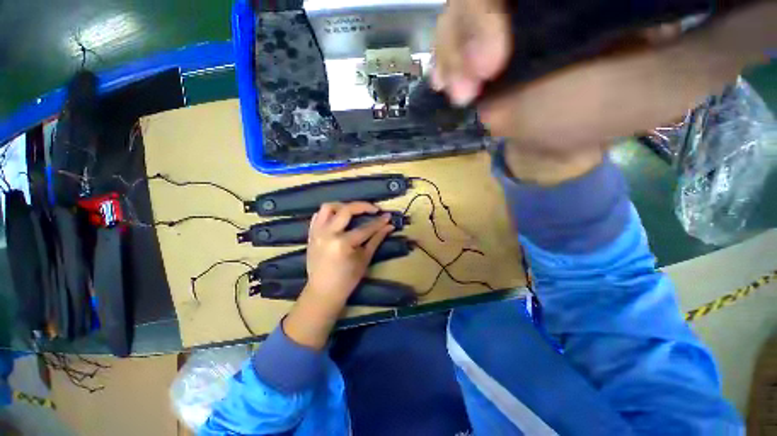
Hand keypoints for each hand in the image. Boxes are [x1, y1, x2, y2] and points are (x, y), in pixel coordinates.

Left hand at [306, 202, 394, 300]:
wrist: (323, 292)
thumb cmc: (347, 279)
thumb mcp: (365, 259)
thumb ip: (376, 239)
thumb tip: (389, 226)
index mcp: (343, 243)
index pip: (365, 228)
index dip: (379, 221)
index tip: (388, 216)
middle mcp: (328, 234)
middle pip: (346, 210)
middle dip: (363, 206)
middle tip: (374, 209)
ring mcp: (317, 233)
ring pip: (328, 208)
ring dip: (343, 206)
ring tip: (353, 211)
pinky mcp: (311, 235)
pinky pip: (318, 216)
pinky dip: (329, 213)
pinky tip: (338, 218)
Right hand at [432, 0, 770, 153]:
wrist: (554, 140)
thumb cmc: (610, 114)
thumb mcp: (680, 72)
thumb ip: (727, 29)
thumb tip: (760, 3)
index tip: (508, 34)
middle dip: (476, 19)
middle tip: (484, 72)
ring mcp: (505, 12)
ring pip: (462, 4)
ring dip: (453, 46)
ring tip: (459, 90)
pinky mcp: (480, 39)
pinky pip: (450, 35)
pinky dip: (443, 56)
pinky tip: (445, 81)